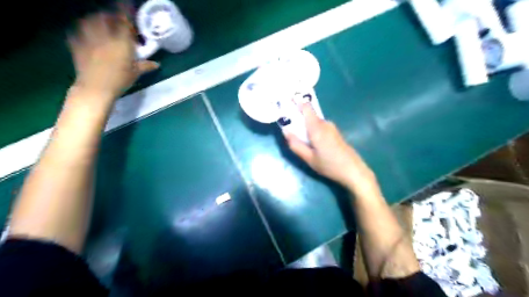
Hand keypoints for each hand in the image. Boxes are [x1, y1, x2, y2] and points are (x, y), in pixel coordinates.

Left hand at [68, 12, 158, 98]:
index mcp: (121, 42)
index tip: (127, 8)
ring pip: (89, 22)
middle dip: (109, 15)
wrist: (96, 88)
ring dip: (93, 20)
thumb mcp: (136, 73)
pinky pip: (76, 33)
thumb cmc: (120, 80)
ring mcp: (89, 39)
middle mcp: (105, 36)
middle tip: (113, 19)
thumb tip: (157, 64)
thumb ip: (145, 65)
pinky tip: (82, 35)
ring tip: (97, 23)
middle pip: (104, 18)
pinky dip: (79, 31)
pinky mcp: (77, 45)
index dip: (125, 13)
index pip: (123, 22)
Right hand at [283, 104, 377, 191]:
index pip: (306, 107)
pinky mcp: (335, 132)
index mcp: (317, 128)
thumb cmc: (329, 165)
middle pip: (308, 115)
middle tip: (289, 129)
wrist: (353, 171)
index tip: (286, 104)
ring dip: (305, 126)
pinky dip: (312, 130)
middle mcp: (324, 123)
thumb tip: (285, 131)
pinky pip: (320, 126)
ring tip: (300, 139)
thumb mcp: (309, 158)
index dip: (296, 102)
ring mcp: (331, 127)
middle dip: (298, 119)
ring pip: (314, 122)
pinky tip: (312, 144)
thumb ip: (295, 144)